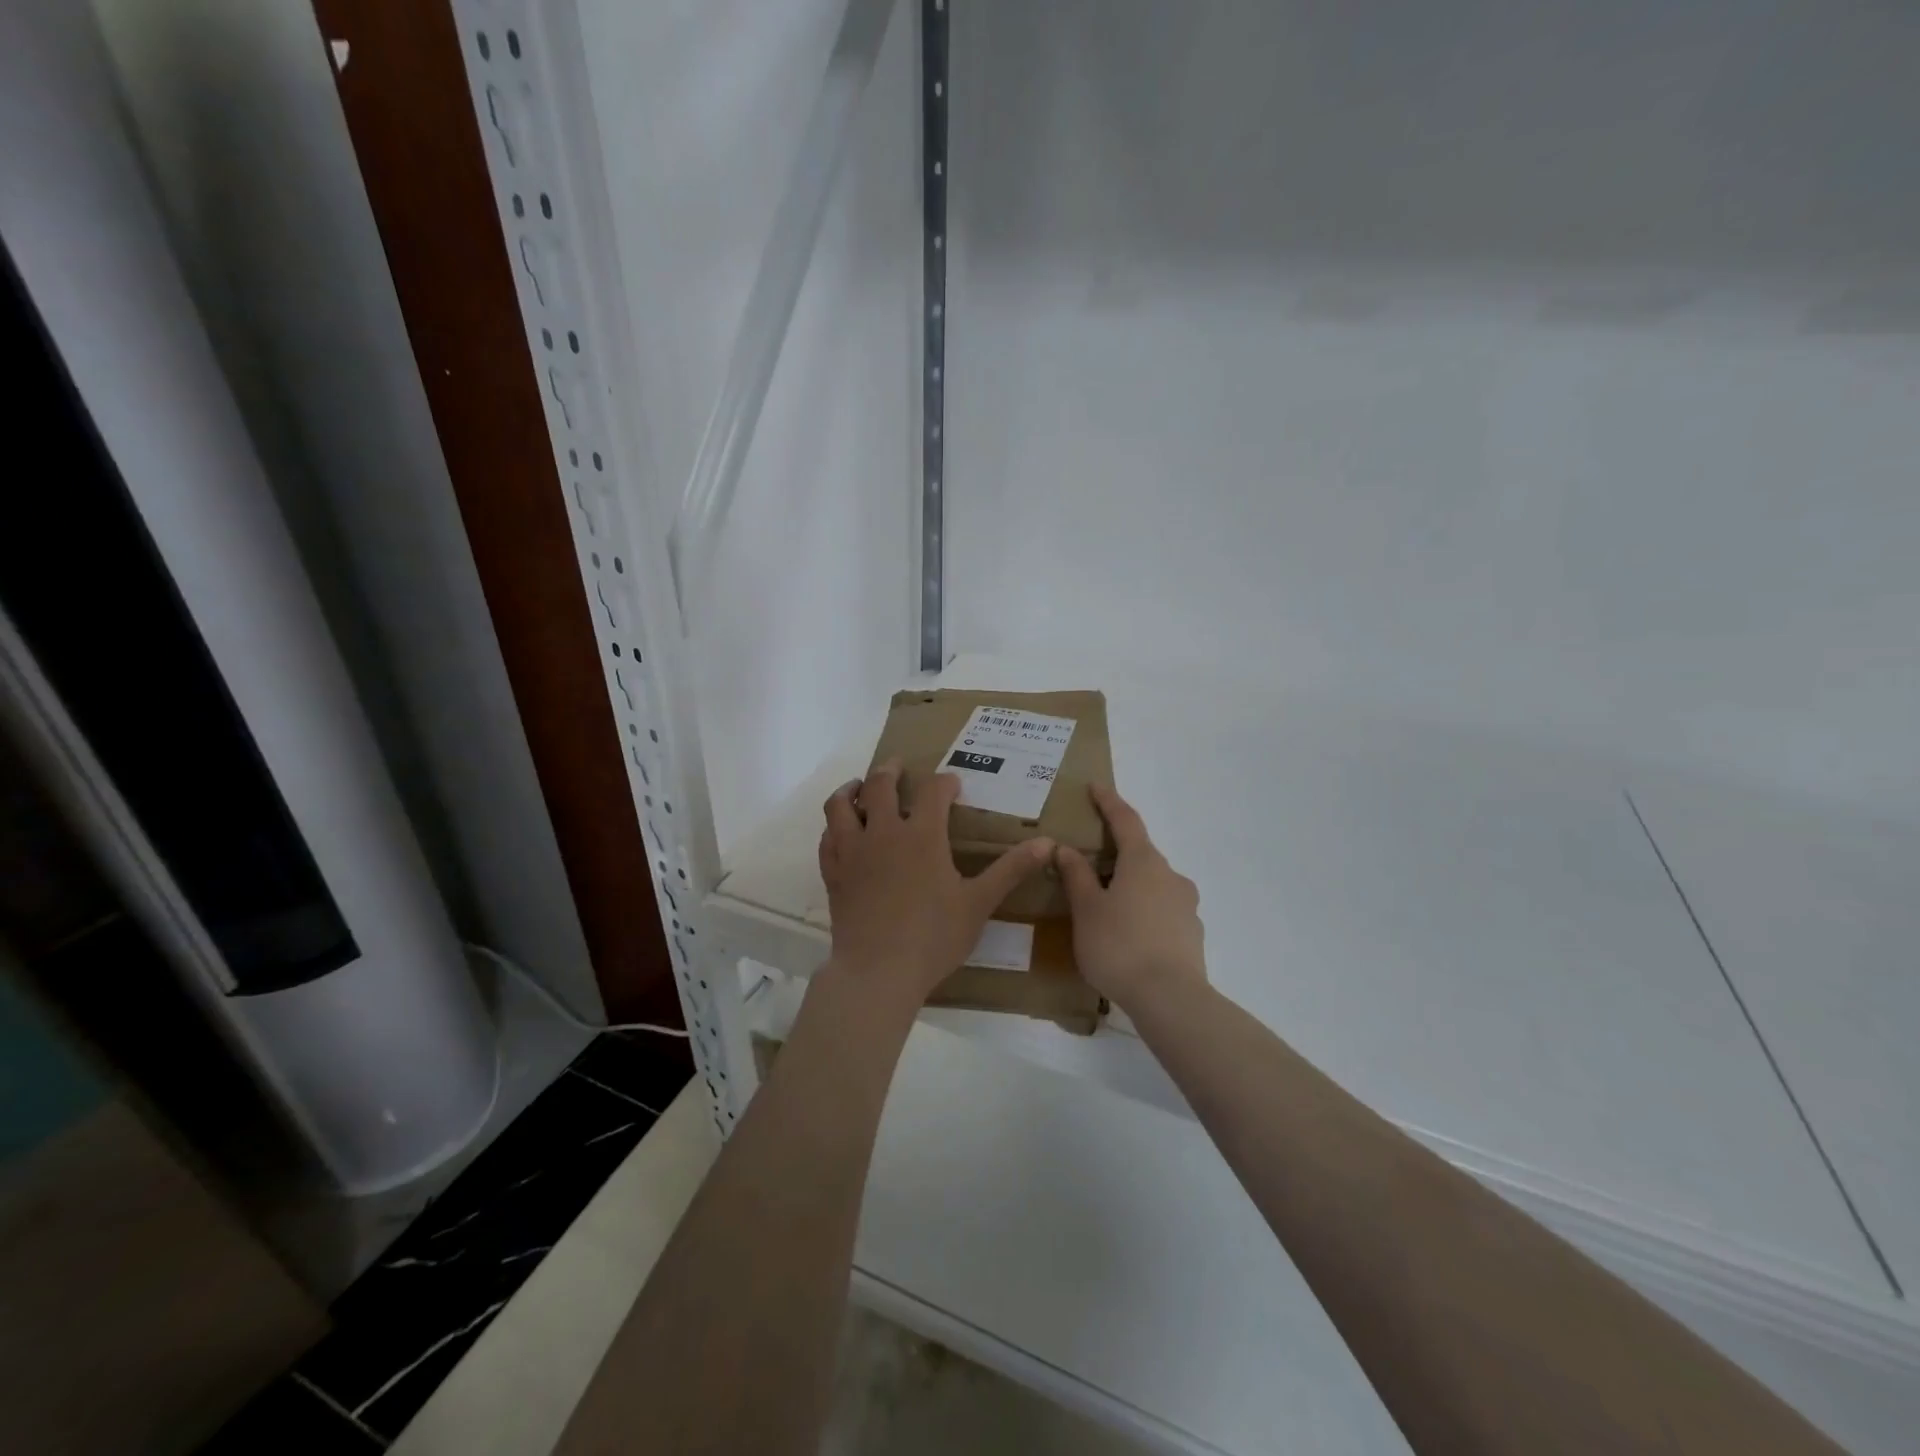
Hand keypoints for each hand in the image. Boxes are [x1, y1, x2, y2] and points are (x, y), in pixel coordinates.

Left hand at [819, 758, 1053, 1006]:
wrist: (878, 972)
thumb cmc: (934, 937)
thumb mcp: (979, 903)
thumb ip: (1011, 870)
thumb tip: (1048, 843)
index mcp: (922, 835)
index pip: (933, 791)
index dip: (944, 782)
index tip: (952, 785)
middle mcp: (884, 833)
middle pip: (881, 785)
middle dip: (891, 770)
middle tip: (898, 766)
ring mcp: (853, 851)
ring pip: (841, 805)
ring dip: (852, 789)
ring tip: (859, 787)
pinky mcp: (834, 873)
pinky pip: (828, 838)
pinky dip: (834, 827)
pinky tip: (841, 831)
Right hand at [1057, 785, 1205, 1011]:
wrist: (1170, 999)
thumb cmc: (1118, 946)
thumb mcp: (1087, 910)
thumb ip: (1077, 876)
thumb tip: (1066, 848)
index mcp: (1143, 862)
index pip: (1125, 820)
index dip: (1109, 802)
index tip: (1095, 787)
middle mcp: (1170, 876)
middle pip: (1140, 854)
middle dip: (1116, 855)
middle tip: (1088, 865)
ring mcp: (1186, 906)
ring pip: (1152, 885)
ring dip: (1130, 886)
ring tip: (1105, 908)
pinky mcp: (1192, 934)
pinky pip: (1162, 912)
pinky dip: (1143, 913)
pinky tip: (1128, 937)